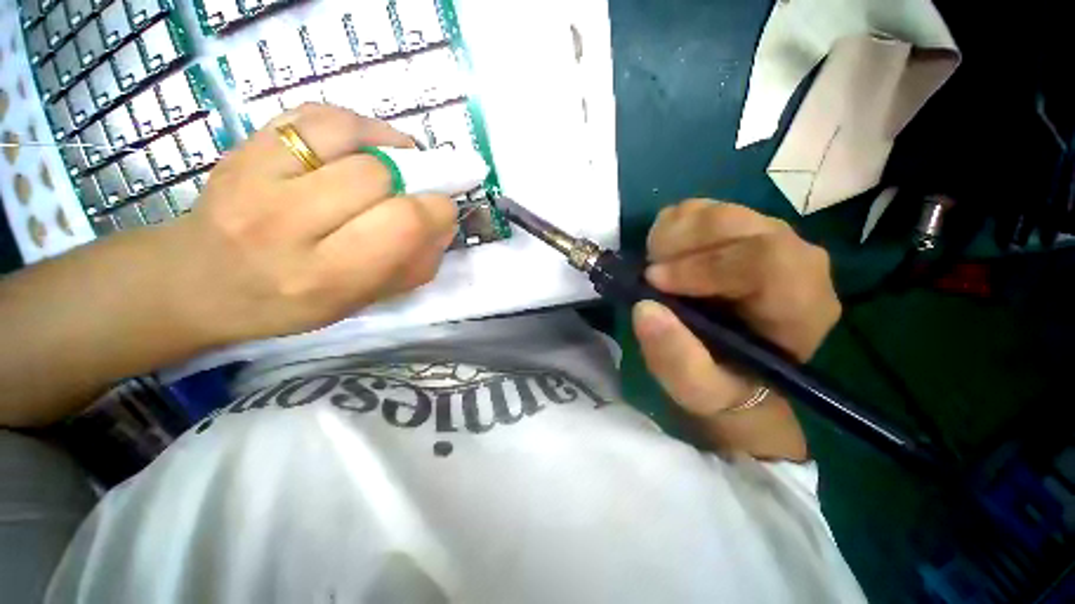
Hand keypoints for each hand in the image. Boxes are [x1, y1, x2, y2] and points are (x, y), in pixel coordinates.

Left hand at [162, 104, 456, 345]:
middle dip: (410, 183)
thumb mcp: (363, 301)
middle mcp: (285, 225)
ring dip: (385, 151)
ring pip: (347, 137)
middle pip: (376, 177)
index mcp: (325, 276)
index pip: (402, 224)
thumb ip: (415, 266)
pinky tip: (363, 145)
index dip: (437, 209)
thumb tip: (444, 223)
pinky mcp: (243, 146)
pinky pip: (315, 115)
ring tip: (392, 165)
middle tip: (412, 194)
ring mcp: (254, 177)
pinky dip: (354, 124)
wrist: (200, 280)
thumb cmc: (291, 302)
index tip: (442, 210)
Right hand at [632, 199, 840, 417]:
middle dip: (680, 246)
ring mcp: (766, 236)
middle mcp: (794, 260)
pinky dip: (670, 228)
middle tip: (650, 275)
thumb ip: (675, 358)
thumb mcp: (696, 388)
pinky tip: (666, 259)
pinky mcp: (738, 228)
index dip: (703, 266)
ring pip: (715, 211)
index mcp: (800, 305)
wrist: (732, 367)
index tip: (654, 283)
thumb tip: (645, 308)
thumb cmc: (721, 383)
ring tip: (657, 270)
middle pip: (736, 224)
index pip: (766, 261)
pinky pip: (699, 208)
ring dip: (671, 237)